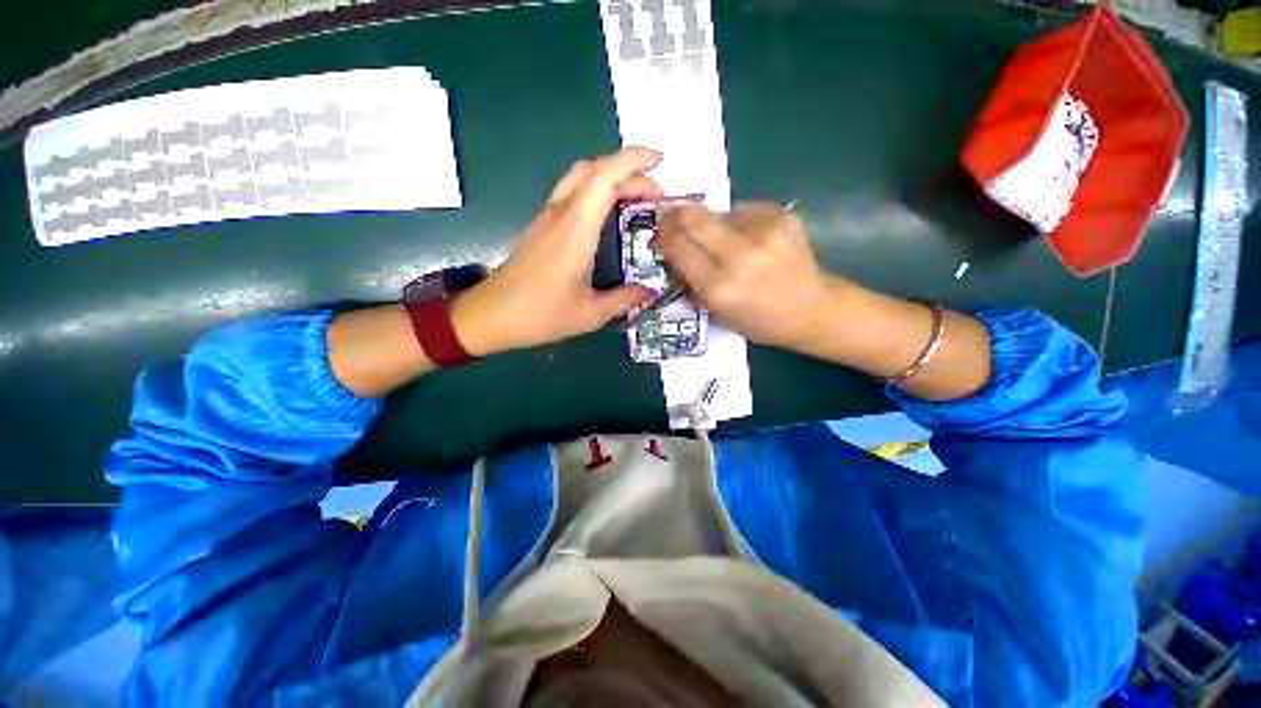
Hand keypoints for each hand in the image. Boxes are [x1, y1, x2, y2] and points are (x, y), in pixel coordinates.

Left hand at [452, 148, 663, 354]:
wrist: (491, 315)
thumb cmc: (541, 314)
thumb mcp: (591, 314)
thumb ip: (625, 300)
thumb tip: (652, 292)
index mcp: (575, 229)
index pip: (605, 177)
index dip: (634, 161)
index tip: (660, 161)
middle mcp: (560, 214)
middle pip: (595, 170)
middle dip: (630, 171)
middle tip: (657, 194)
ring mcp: (548, 218)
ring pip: (581, 178)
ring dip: (612, 178)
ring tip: (638, 198)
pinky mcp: (542, 226)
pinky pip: (573, 193)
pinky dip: (597, 190)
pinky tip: (610, 213)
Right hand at [658, 202, 831, 349]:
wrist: (811, 309)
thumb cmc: (757, 320)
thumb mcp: (716, 310)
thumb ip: (691, 279)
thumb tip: (672, 248)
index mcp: (720, 287)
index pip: (679, 248)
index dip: (665, 234)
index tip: (659, 228)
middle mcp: (740, 256)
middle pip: (695, 218)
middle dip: (678, 214)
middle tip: (671, 214)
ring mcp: (765, 233)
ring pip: (720, 212)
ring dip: (711, 222)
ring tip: (721, 239)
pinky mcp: (783, 217)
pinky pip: (744, 211)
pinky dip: (738, 222)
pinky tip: (749, 238)